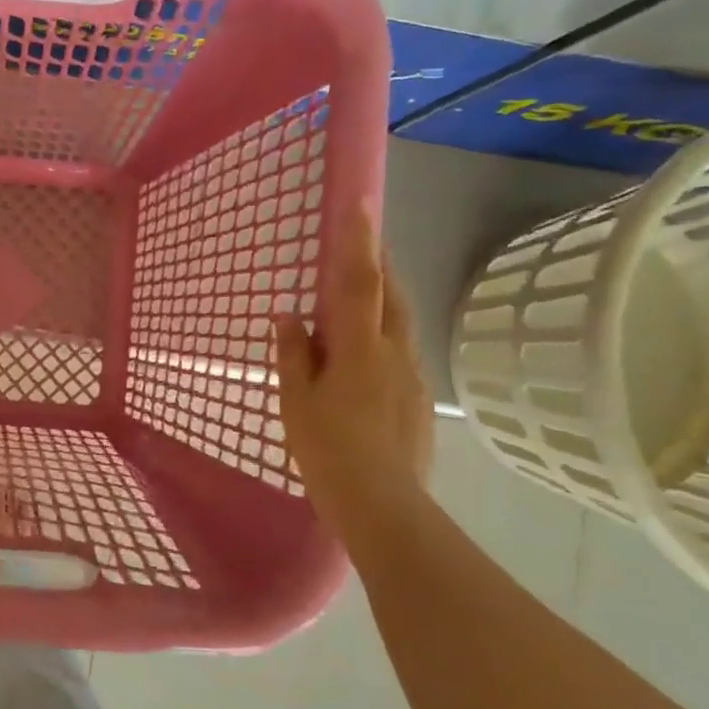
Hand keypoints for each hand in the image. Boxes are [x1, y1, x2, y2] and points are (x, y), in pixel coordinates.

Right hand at [274, 211, 433, 517]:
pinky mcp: (421, 400)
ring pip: (400, 324)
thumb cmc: (328, 450)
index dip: (359, 241)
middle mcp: (395, 352)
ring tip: (358, 301)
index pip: (361, 282)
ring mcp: (413, 376)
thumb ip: (293, 353)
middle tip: (361, 247)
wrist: (383, 505)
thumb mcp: (296, 401)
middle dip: (379, 263)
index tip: (360, 203)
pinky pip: (400, 353)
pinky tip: (362, 363)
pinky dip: (383, 339)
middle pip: (392, 294)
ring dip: (383, 301)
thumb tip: (288, 315)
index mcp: (359, 348)